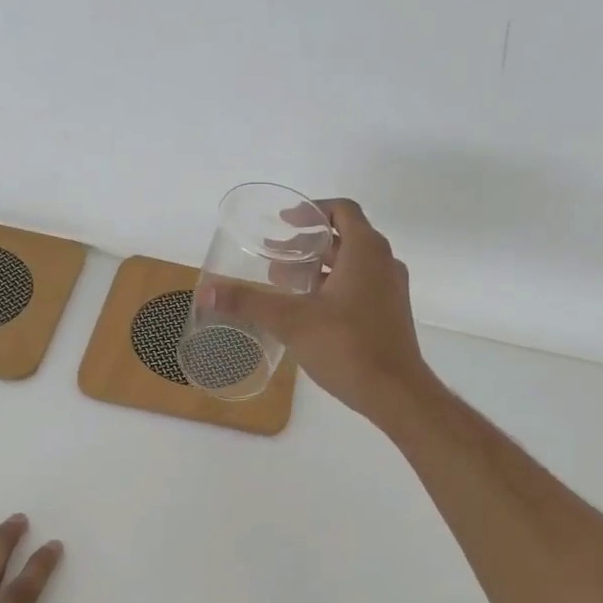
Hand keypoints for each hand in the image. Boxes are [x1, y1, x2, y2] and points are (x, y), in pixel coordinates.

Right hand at [198, 198, 431, 422]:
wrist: (396, 392)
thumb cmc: (346, 346)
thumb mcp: (291, 321)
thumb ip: (249, 302)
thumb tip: (207, 292)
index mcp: (365, 251)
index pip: (341, 211)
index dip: (311, 211)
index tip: (284, 223)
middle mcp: (384, 263)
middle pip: (345, 238)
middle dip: (309, 244)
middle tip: (276, 255)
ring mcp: (391, 291)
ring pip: (353, 266)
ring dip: (320, 268)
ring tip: (287, 283)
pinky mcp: (391, 316)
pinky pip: (361, 288)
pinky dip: (334, 288)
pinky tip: (311, 312)